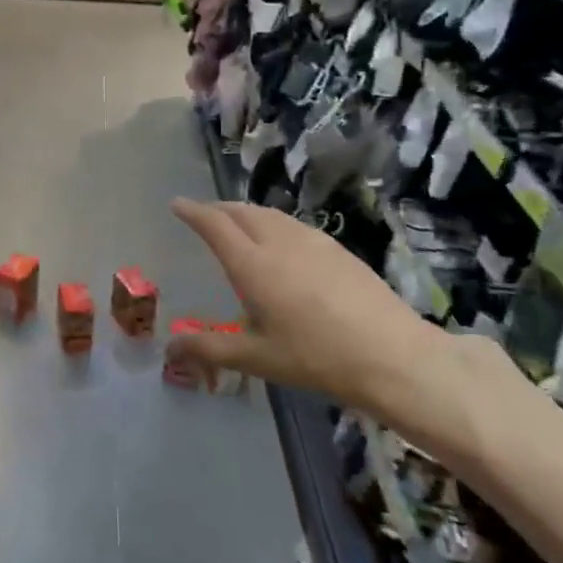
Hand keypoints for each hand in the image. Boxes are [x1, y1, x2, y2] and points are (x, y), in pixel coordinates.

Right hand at [167, 199, 496, 458]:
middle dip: (218, 209)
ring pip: (270, 214)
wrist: (392, 355)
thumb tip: (170, 348)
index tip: (177, 204)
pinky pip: (293, 224)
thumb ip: (209, 349)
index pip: (215, 225)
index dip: (193, 211)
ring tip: (238, 224)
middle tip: (204, 216)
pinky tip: (281, 243)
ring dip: (246, 213)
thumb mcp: (256, 358)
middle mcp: (278, 242)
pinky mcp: (337, 249)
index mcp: (252, 264)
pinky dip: (273, 223)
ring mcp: (312, 241)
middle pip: (242, 211)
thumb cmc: (315, 357)